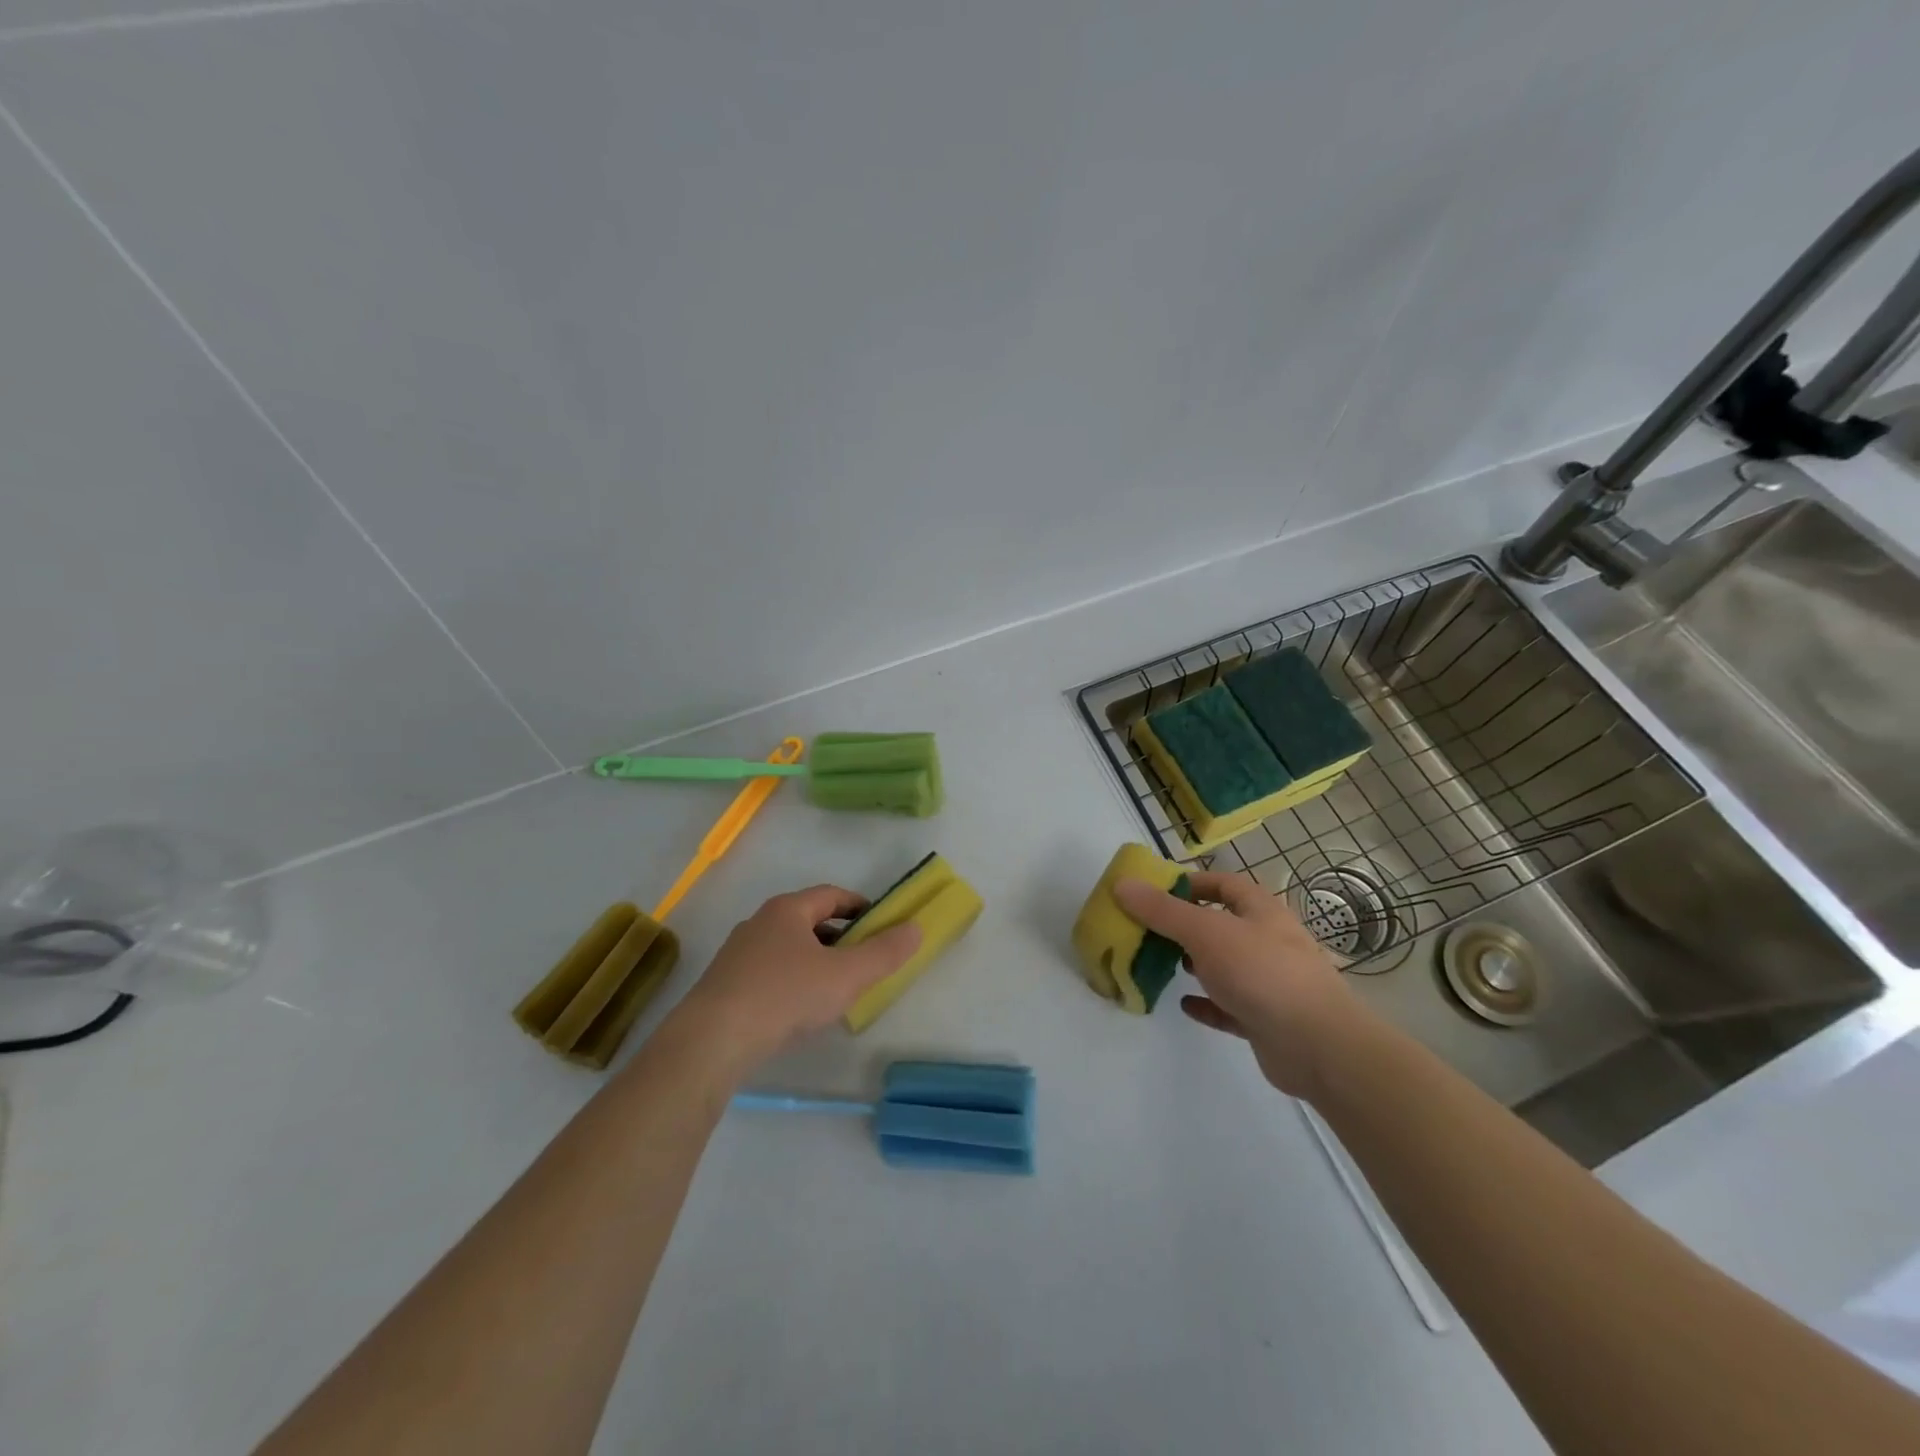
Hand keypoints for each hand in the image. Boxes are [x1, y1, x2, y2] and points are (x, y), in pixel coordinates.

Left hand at [672, 884, 921, 1074]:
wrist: (712, 1039)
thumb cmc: (786, 996)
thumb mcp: (846, 976)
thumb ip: (884, 952)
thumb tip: (916, 927)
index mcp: (788, 910)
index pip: (831, 895)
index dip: (859, 906)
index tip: (880, 925)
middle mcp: (760, 922)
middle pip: (808, 920)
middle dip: (839, 936)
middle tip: (862, 959)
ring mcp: (738, 953)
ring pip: (787, 947)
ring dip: (814, 960)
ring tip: (834, 988)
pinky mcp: (724, 984)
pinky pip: (768, 972)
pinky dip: (791, 981)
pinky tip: (798, 1010)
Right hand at [1114, 872, 1363, 1098]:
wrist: (1318, 1045)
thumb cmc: (1262, 973)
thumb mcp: (1205, 933)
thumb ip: (1162, 911)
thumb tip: (1122, 884)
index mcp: (1260, 911)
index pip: (1223, 884)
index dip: (1191, 883)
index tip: (1154, 891)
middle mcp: (1267, 941)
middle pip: (1221, 925)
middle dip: (1185, 926)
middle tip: (1148, 931)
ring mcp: (1268, 982)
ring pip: (1224, 966)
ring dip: (1195, 964)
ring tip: (1161, 965)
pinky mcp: (1265, 1019)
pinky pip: (1229, 1006)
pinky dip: (1206, 1004)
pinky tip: (1184, 1004)